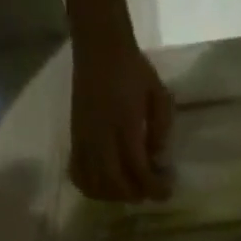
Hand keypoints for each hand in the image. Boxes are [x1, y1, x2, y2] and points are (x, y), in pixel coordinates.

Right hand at [69, 32, 173, 201]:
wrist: (99, 44)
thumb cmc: (132, 68)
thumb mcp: (158, 93)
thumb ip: (162, 129)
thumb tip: (159, 161)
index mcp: (125, 124)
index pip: (138, 169)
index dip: (154, 187)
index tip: (166, 191)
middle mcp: (101, 136)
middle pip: (115, 184)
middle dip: (134, 194)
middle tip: (147, 190)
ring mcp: (85, 139)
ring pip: (96, 185)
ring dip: (114, 195)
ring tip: (128, 188)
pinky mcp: (74, 138)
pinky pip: (78, 174)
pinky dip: (91, 187)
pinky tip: (104, 185)